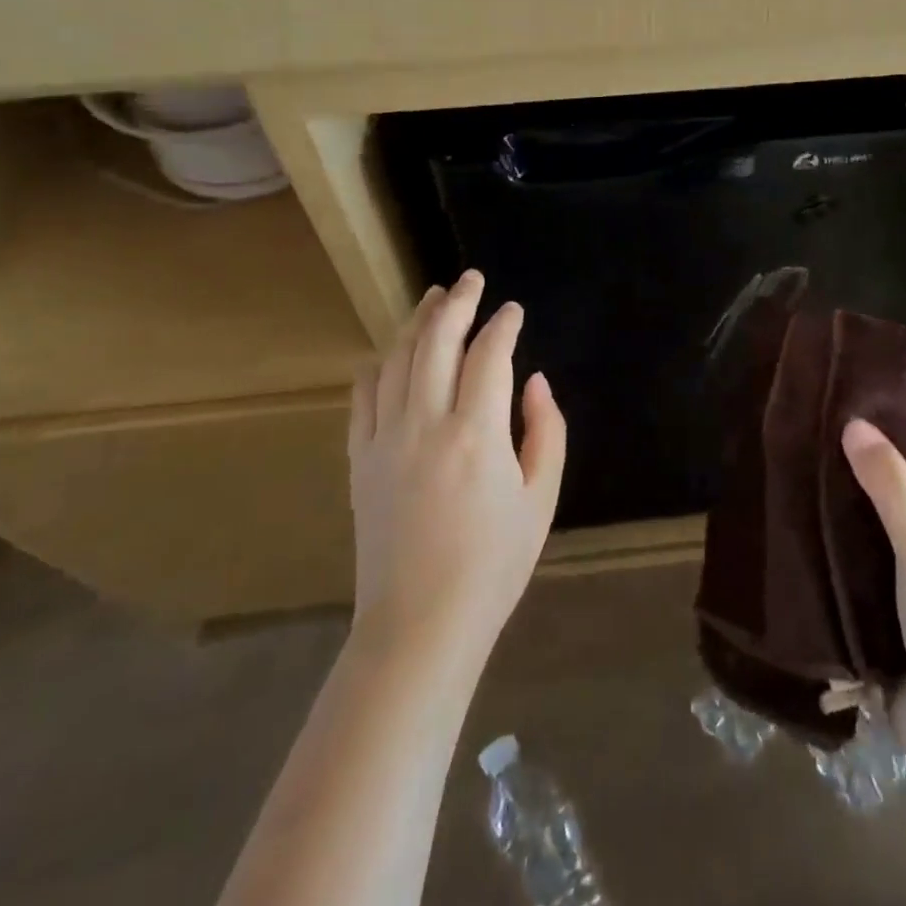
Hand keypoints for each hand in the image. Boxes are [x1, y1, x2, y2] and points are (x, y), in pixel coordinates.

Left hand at [348, 271, 566, 661]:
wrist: (420, 625)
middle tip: (471, 280)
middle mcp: (426, 424)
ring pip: (397, 359)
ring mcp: (385, 439)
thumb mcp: (542, 500)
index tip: (514, 310)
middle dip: (457, 303)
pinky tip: (391, 353)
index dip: (504, 324)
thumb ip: (546, 431)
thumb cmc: (493, 565)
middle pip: (437, 341)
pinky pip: (363, 397)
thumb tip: (535, 382)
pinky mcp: (360, 460)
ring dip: (417, 322)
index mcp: (477, 434)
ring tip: (433, 298)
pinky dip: (378, 366)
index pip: (490, 355)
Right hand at [842, 419, 905, 753]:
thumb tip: (855, 423)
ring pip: (900, 534)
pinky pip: (879, 574)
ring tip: (816, 480)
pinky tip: (815, 539)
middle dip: (890, 468)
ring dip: (866, 512)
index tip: (884, 410)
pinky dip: (854, 555)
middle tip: (837, 441)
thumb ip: (891, 483)